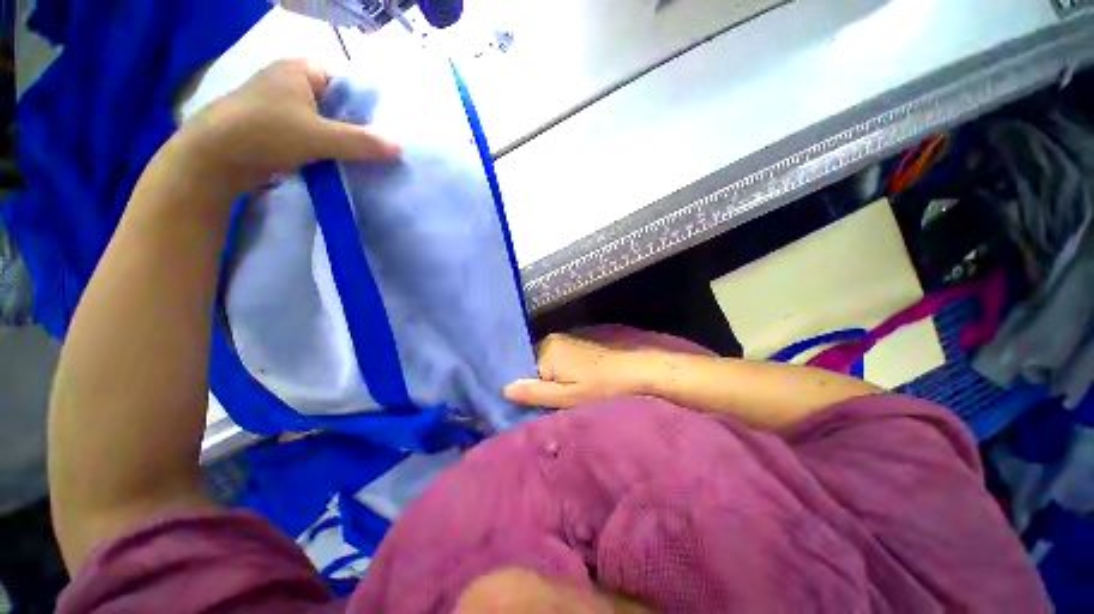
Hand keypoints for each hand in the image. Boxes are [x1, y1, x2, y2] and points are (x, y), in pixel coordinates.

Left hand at [169, 59, 399, 195]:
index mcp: (301, 70)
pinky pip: (315, 135)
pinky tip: (346, 162)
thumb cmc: (265, 132)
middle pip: (339, 104)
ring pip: (327, 122)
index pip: (347, 81)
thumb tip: (400, 147)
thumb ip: (361, 142)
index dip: (369, 103)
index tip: (388, 127)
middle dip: (360, 125)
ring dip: (345, 140)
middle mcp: (293, 83)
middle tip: (384, 146)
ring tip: (370, 158)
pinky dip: (330, 148)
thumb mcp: (318, 136)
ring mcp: (284, 107)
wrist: (214, 158)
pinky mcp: (280, 129)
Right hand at [504, 334, 648, 409]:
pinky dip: (559, 374)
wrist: (638, 371)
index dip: (523, 387)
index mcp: (547, 349)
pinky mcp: (578, 345)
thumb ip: (535, 392)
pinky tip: (571, 385)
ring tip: (558, 398)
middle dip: (536, 384)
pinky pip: (558, 360)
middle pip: (533, 365)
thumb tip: (504, 388)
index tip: (526, 404)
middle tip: (545, 404)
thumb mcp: (568, 397)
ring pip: (546, 364)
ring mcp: (566, 340)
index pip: (521, 368)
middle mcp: (553, 339)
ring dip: (549, 380)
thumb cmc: (603, 387)